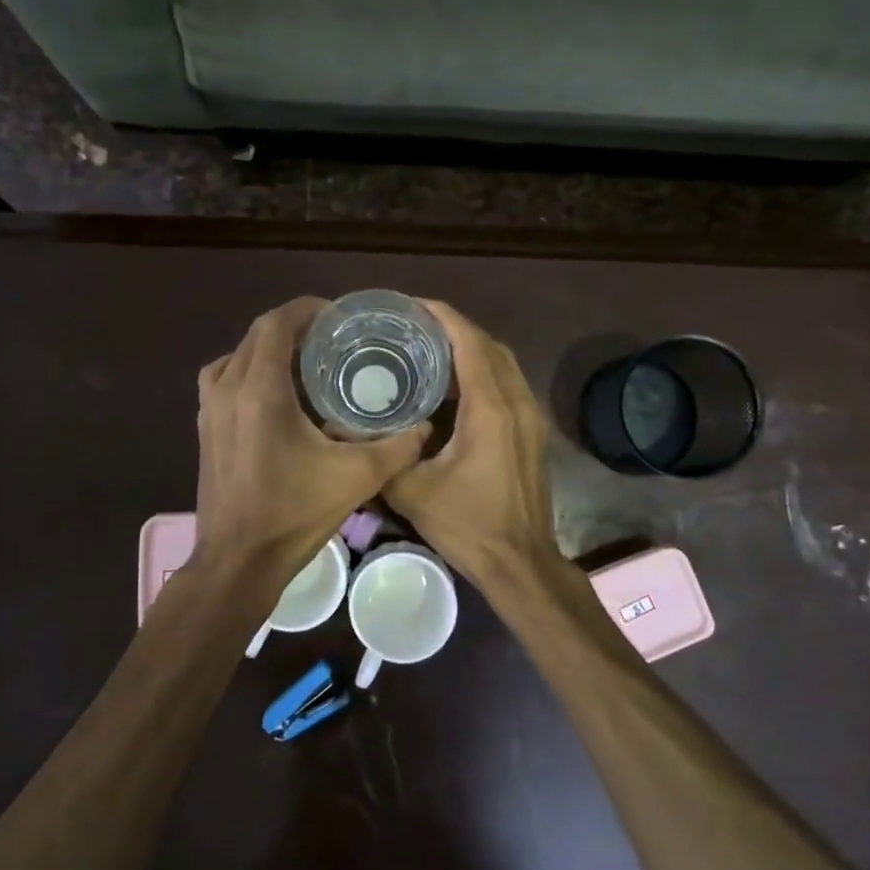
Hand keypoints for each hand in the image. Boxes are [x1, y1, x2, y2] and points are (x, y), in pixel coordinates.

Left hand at [194, 298, 427, 578]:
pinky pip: (224, 381)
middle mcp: (227, 388)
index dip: (307, 310)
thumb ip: (398, 447)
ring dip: (269, 351)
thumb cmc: (293, 514)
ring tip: (305, 364)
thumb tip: (425, 427)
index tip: (338, 316)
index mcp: (260, 389)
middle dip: (293, 329)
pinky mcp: (205, 430)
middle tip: (332, 340)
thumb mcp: (357, 478)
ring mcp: (209, 410)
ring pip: (237, 357)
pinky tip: (278, 399)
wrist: (238, 562)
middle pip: (256, 336)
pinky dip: (249, 374)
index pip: (276, 323)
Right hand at [383, 301, 565, 588]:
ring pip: (503, 364)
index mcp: (490, 408)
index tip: (411, 306)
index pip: (469, 342)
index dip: (442, 316)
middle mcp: (517, 402)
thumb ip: (376, 454)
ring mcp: (530, 417)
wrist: (520, 563)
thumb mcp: (411, 491)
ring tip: (429, 348)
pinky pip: (508, 384)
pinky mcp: (532, 433)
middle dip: (454, 328)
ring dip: (471, 349)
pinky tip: (452, 386)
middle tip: (413, 327)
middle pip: (489, 346)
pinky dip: (483, 372)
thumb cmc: (468, 526)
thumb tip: (337, 429)